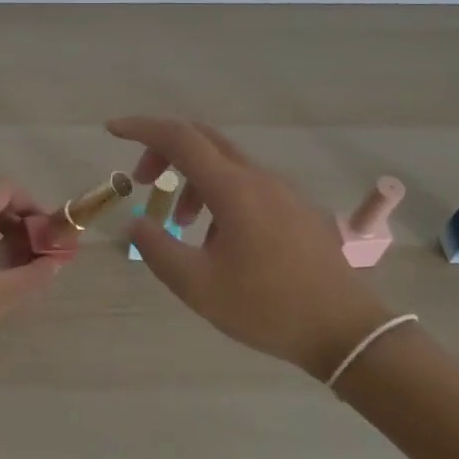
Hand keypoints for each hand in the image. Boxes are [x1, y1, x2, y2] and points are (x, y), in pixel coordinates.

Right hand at [109, 116, 392, 381]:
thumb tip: (137, 222)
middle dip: (164, 150)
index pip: (179, 138)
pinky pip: (245, 182)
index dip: (142, 128)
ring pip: (224, 162)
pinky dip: (216, 192)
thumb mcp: (198, 286)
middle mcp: (257, 177)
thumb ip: (158, 249)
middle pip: (202, 140)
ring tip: (178, 222)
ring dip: (191, 177)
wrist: (346, 330)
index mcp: (233, 188)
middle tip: (141, 180)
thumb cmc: (268, 307)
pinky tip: (216, 236)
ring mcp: (281, 190)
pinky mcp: (294, 207)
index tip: (112, 130)